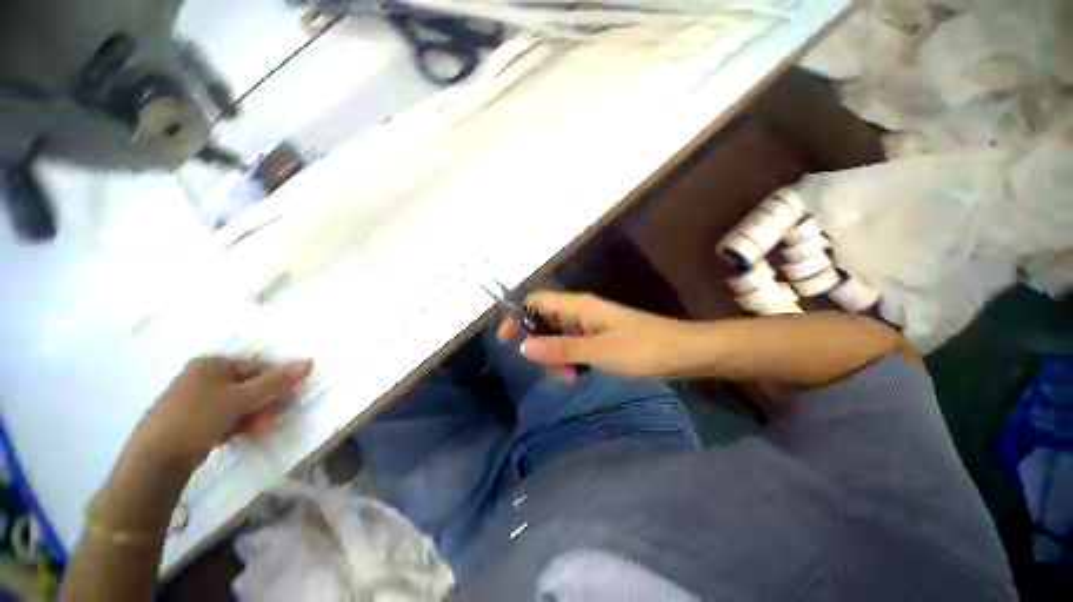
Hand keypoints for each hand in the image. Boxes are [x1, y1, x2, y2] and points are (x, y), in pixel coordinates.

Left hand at [127, 356, 312, 469]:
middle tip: (270, 421)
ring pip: (238, 404)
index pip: (258, 368)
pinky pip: (224, 417)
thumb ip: (276, 382)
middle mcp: (203, 376)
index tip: (286, 401)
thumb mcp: (241, 398)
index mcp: (212, 364)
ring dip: (253, 417)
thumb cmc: (198, 418)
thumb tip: (309, 362)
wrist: (154, 460)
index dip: (276, 383)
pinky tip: (237, 437)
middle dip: (263, 404)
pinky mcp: (191, 420)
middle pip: (249, 386)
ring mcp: (195, 399)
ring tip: (257, 432)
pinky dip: (236, 425)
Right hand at [497, 292, 700, 377]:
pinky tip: (580, 375)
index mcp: (578, 305)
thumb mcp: (597, 351)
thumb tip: (523, 346)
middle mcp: (581, 311)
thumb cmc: (642, 348)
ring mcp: (591, 325)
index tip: (506, 339)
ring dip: (557, 357)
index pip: (537, 301)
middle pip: (546, 321)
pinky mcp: (600, 338)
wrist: (683, 352)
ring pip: (559, 337)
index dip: (518, 316)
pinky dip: (571, 360)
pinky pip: (575, 346)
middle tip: (553, 369)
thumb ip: (560, 348)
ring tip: (572, 377)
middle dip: (541, 345)